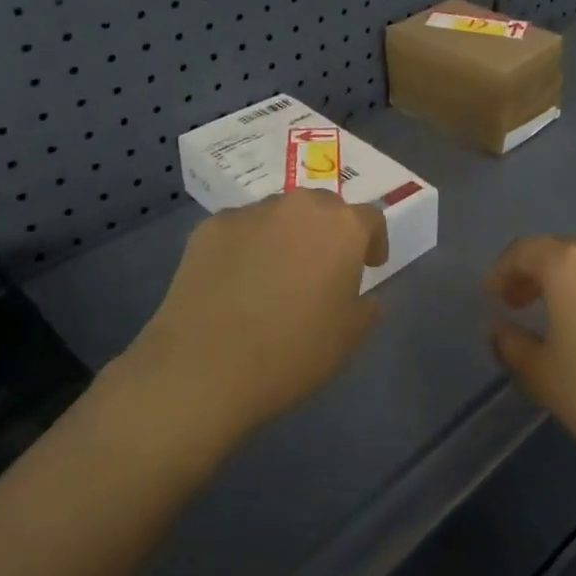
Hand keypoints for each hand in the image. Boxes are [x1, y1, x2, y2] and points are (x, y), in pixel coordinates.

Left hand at [120, 191, 390, 449]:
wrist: (203, 369)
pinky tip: (236, 282)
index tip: (368, 266)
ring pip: (279, 215)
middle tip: (321, 268)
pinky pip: (240, 230)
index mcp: (342, 227)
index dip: (373, 242)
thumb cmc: (291, 353)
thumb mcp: (349, 338)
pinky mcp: (209, 228)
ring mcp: (250, 213)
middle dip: (328, 232)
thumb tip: (360, 295)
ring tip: (274, 275)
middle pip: (323, 207)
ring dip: (286, 236)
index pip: (370, 219)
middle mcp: (298, 206)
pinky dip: (246, 247)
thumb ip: (366, 306)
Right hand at [486, 237, 575, 489]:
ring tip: (564, 320)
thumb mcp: (545, 379)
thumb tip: (499, 328)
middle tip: (522, 304)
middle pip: (562, 252)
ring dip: (574, 284)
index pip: (524, 251)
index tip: (493, 296)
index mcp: (569, 265)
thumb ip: (512, 347)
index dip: (503, 271)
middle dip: (537, 274)